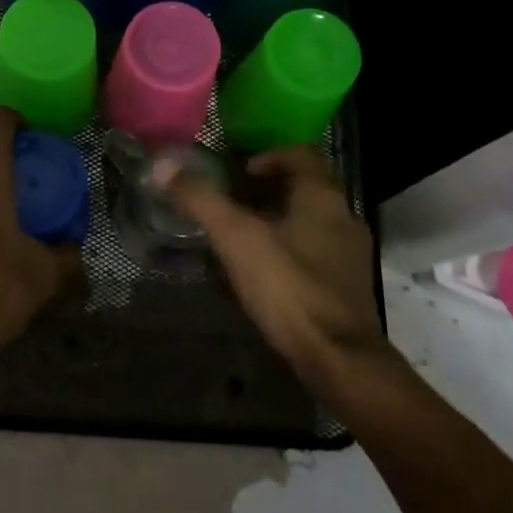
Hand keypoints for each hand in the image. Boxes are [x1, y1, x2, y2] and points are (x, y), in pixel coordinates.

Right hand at [162, 146, 385, 390]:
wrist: (339, 359)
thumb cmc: (288, 286)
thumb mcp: (236, 238)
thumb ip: (200, 200)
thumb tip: (162, 165)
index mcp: (322, 195)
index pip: (299, 153)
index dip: (266, 156)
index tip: (237, 173)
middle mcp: (344, 216)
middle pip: (303, 187)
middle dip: (265, 191)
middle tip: (229, 204)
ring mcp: (350, 253)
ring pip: (309, 221)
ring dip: (276, 221)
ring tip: (239, 238)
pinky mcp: (348, 286)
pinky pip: (315, 252)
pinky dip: (288, 250)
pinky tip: (262, 274)